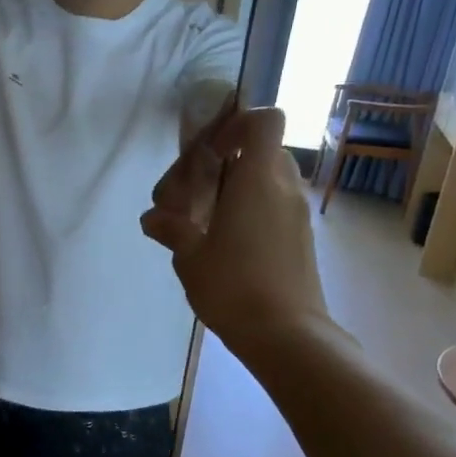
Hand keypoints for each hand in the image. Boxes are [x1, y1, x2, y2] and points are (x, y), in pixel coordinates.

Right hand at [141, 105, 330, 358]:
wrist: (287, 336)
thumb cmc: (234, 286)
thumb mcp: (189, 257)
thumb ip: (171, 229)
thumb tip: (154, 218)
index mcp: (258, 180)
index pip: (265, 121)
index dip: (237, 123)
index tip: (209, 149)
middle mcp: (285, 188)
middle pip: (264, 150)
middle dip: (231, 160)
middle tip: (199, 188)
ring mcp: (298, 214)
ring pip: (270, 179)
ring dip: (241, 187)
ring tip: (208, 219)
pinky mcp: (301, 238)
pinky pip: (276, 205)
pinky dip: (252, 210)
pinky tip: (226, 243)